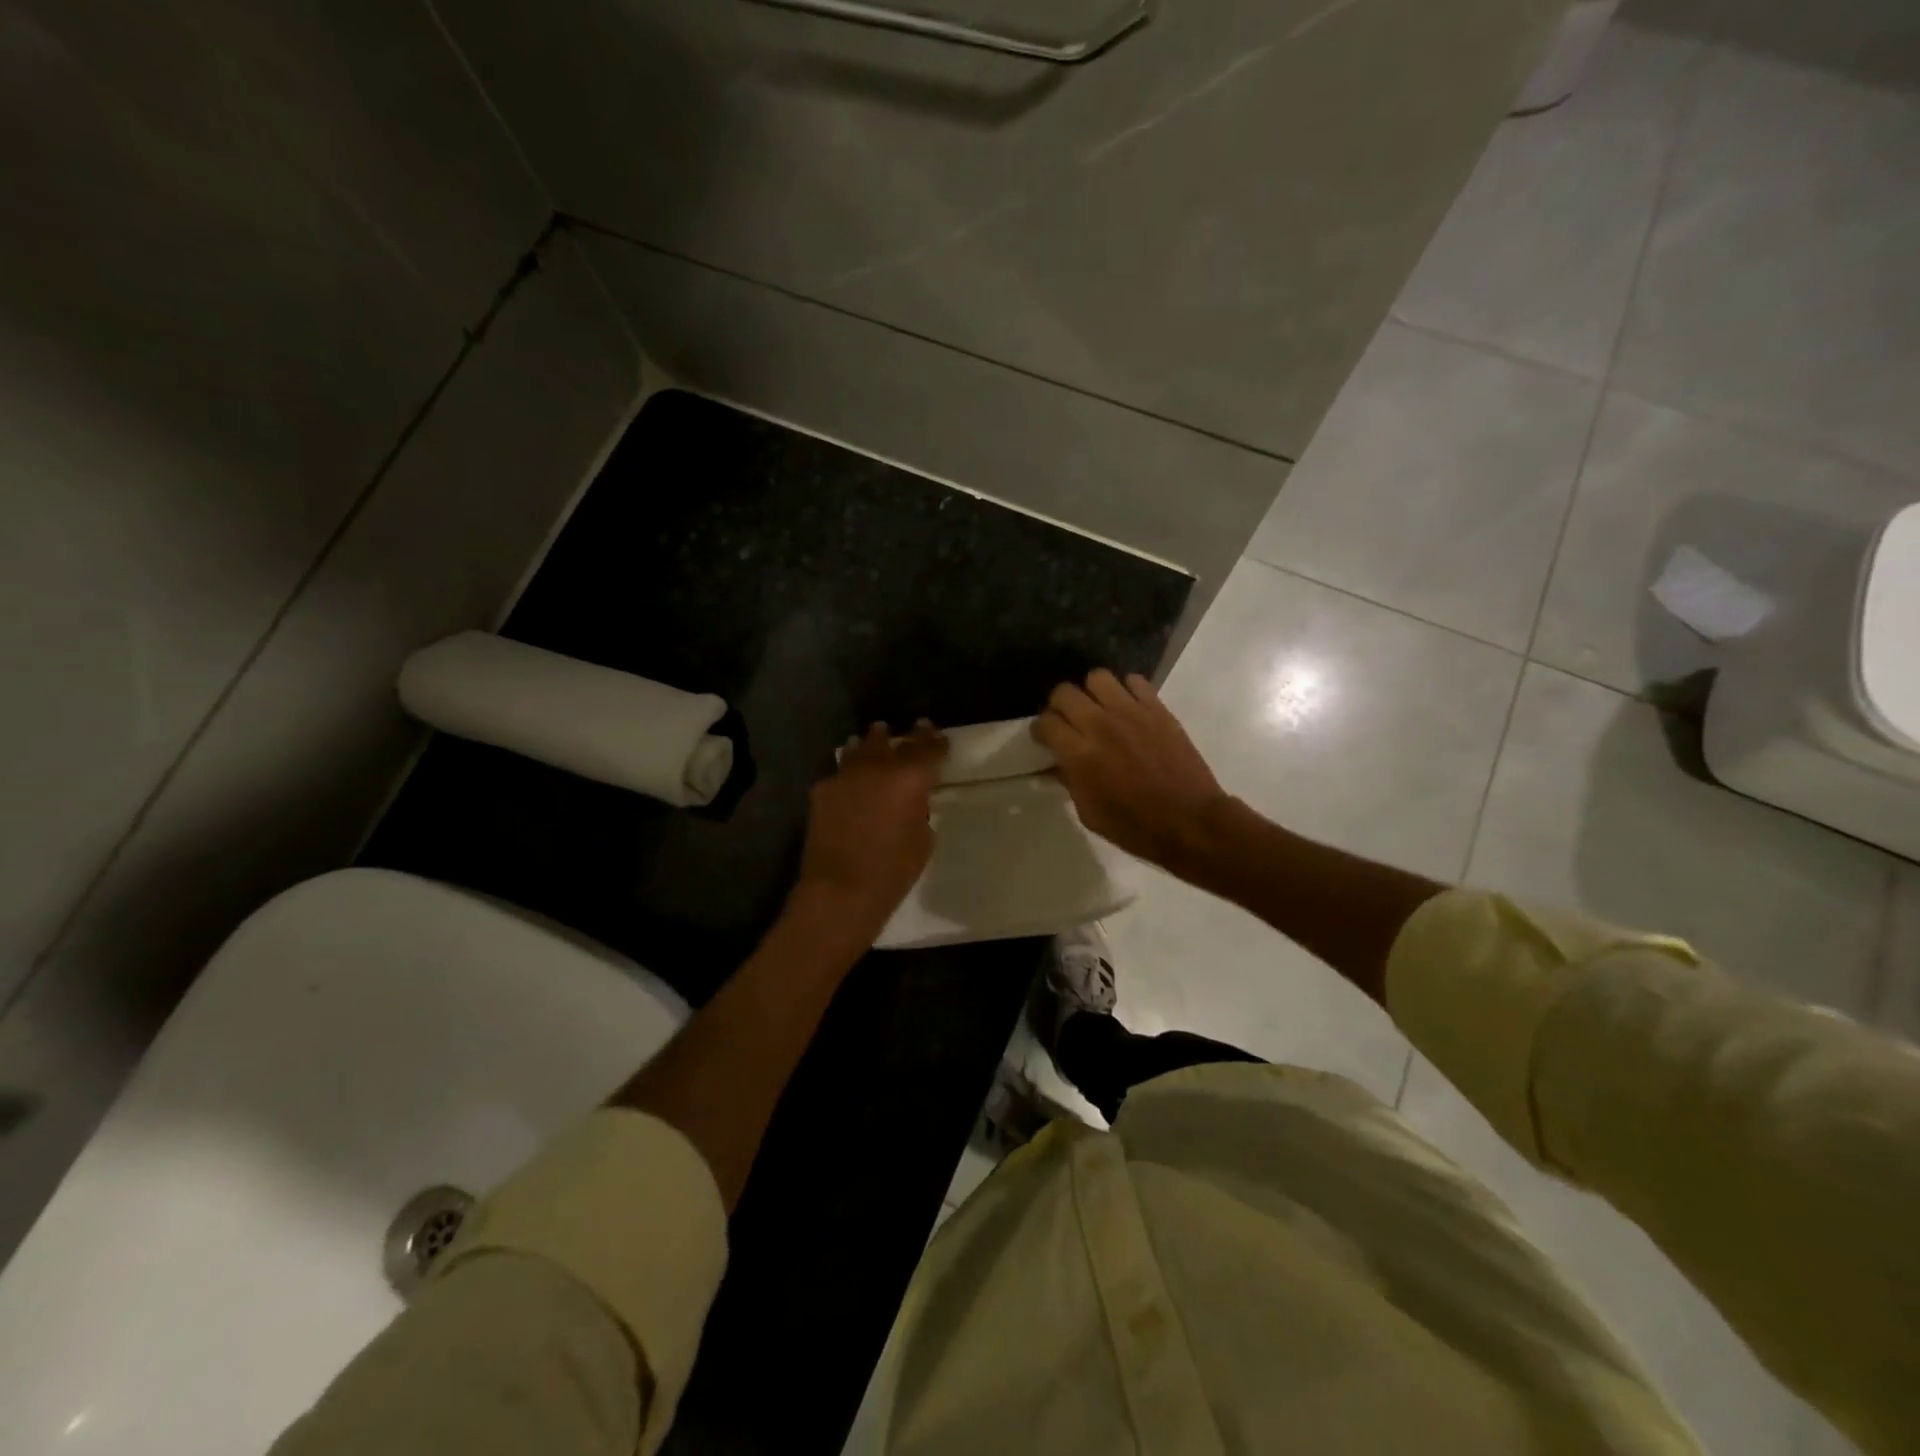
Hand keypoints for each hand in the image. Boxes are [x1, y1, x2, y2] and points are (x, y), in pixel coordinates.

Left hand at [792, 720, 947, 943]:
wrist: (840, 890)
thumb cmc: (892, 871)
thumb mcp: (922, 840)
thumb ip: (918, 809)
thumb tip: (910, 800)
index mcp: (909, 778)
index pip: (927, 749)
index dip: (935, 741)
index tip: (939, 735)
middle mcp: (877, 767)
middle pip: (893, 742)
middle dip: (907, 737)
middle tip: (914, 728)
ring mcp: (845, 776)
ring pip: (861, 749)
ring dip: (872, 743)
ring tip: (876, 737)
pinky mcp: (821, 790)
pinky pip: (840, 773)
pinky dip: (850, 771)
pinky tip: (851, 778)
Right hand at [1035, 670, 1229, 873]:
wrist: (1189, 821)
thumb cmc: (1134, 826)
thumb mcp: (1088, 813)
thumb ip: (1068, 781)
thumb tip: (1054, 764)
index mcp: (1079, 755)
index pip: (1045, 722)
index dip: (1041, 730)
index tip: (1046, 739)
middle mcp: (1099, 725)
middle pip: (1064, 692)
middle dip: (1059, 706)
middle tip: (1068, 722)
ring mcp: (1131, 712)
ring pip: (1097, 677)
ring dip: (1092, 692)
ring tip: (1099, 709)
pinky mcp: (1157, 709)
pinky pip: (1135, 681)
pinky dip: (1127, 690)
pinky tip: (1128, 708)